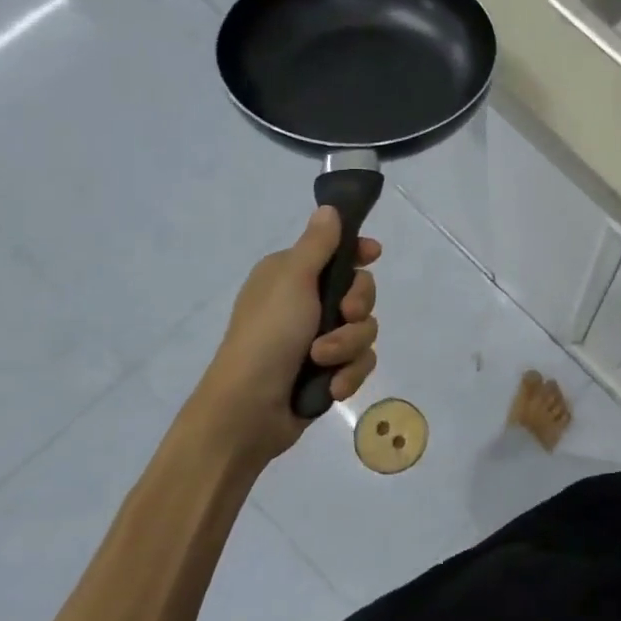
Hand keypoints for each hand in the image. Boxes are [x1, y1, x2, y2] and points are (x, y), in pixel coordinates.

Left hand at [188, 207, 380, 466]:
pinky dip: (347, 374)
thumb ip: (318, 244)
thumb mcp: (292, 280)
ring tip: (323, 362)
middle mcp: (305, 303)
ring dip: (348, 347)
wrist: (247, 412)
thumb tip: (329, 208)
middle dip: (357, 307)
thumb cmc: (267, 336)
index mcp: (291, 275)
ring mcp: (317, 339)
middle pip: (360, 291)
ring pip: (364, 330)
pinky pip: (359, 363)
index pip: (337, 252)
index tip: (372, 255)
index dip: (358, 253)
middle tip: (344, 314)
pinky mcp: (327, 372)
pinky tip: (330, 387)